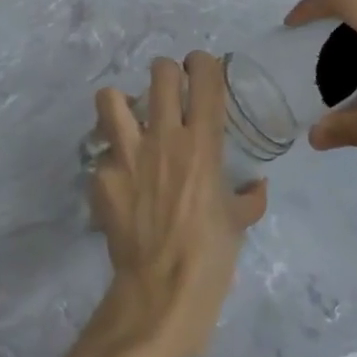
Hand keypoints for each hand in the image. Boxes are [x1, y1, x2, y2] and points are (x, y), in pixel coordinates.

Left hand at [89, 53, 267, 356]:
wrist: (161, 292)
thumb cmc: (210, 257)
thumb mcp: (237, 224)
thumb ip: (248, 198)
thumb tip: (257, 187)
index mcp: (203, 144)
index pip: (204, 77)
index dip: (202, 63)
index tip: (200, 69)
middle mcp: (164, 137)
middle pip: (160, 72)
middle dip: (165, 74)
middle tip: (168, 92)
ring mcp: (126, 154)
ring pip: (110, 97)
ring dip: (120, 103)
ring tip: (128, 119)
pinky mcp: (100, 176)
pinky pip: (100, 154)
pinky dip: (109, 162)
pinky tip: (117, 181)